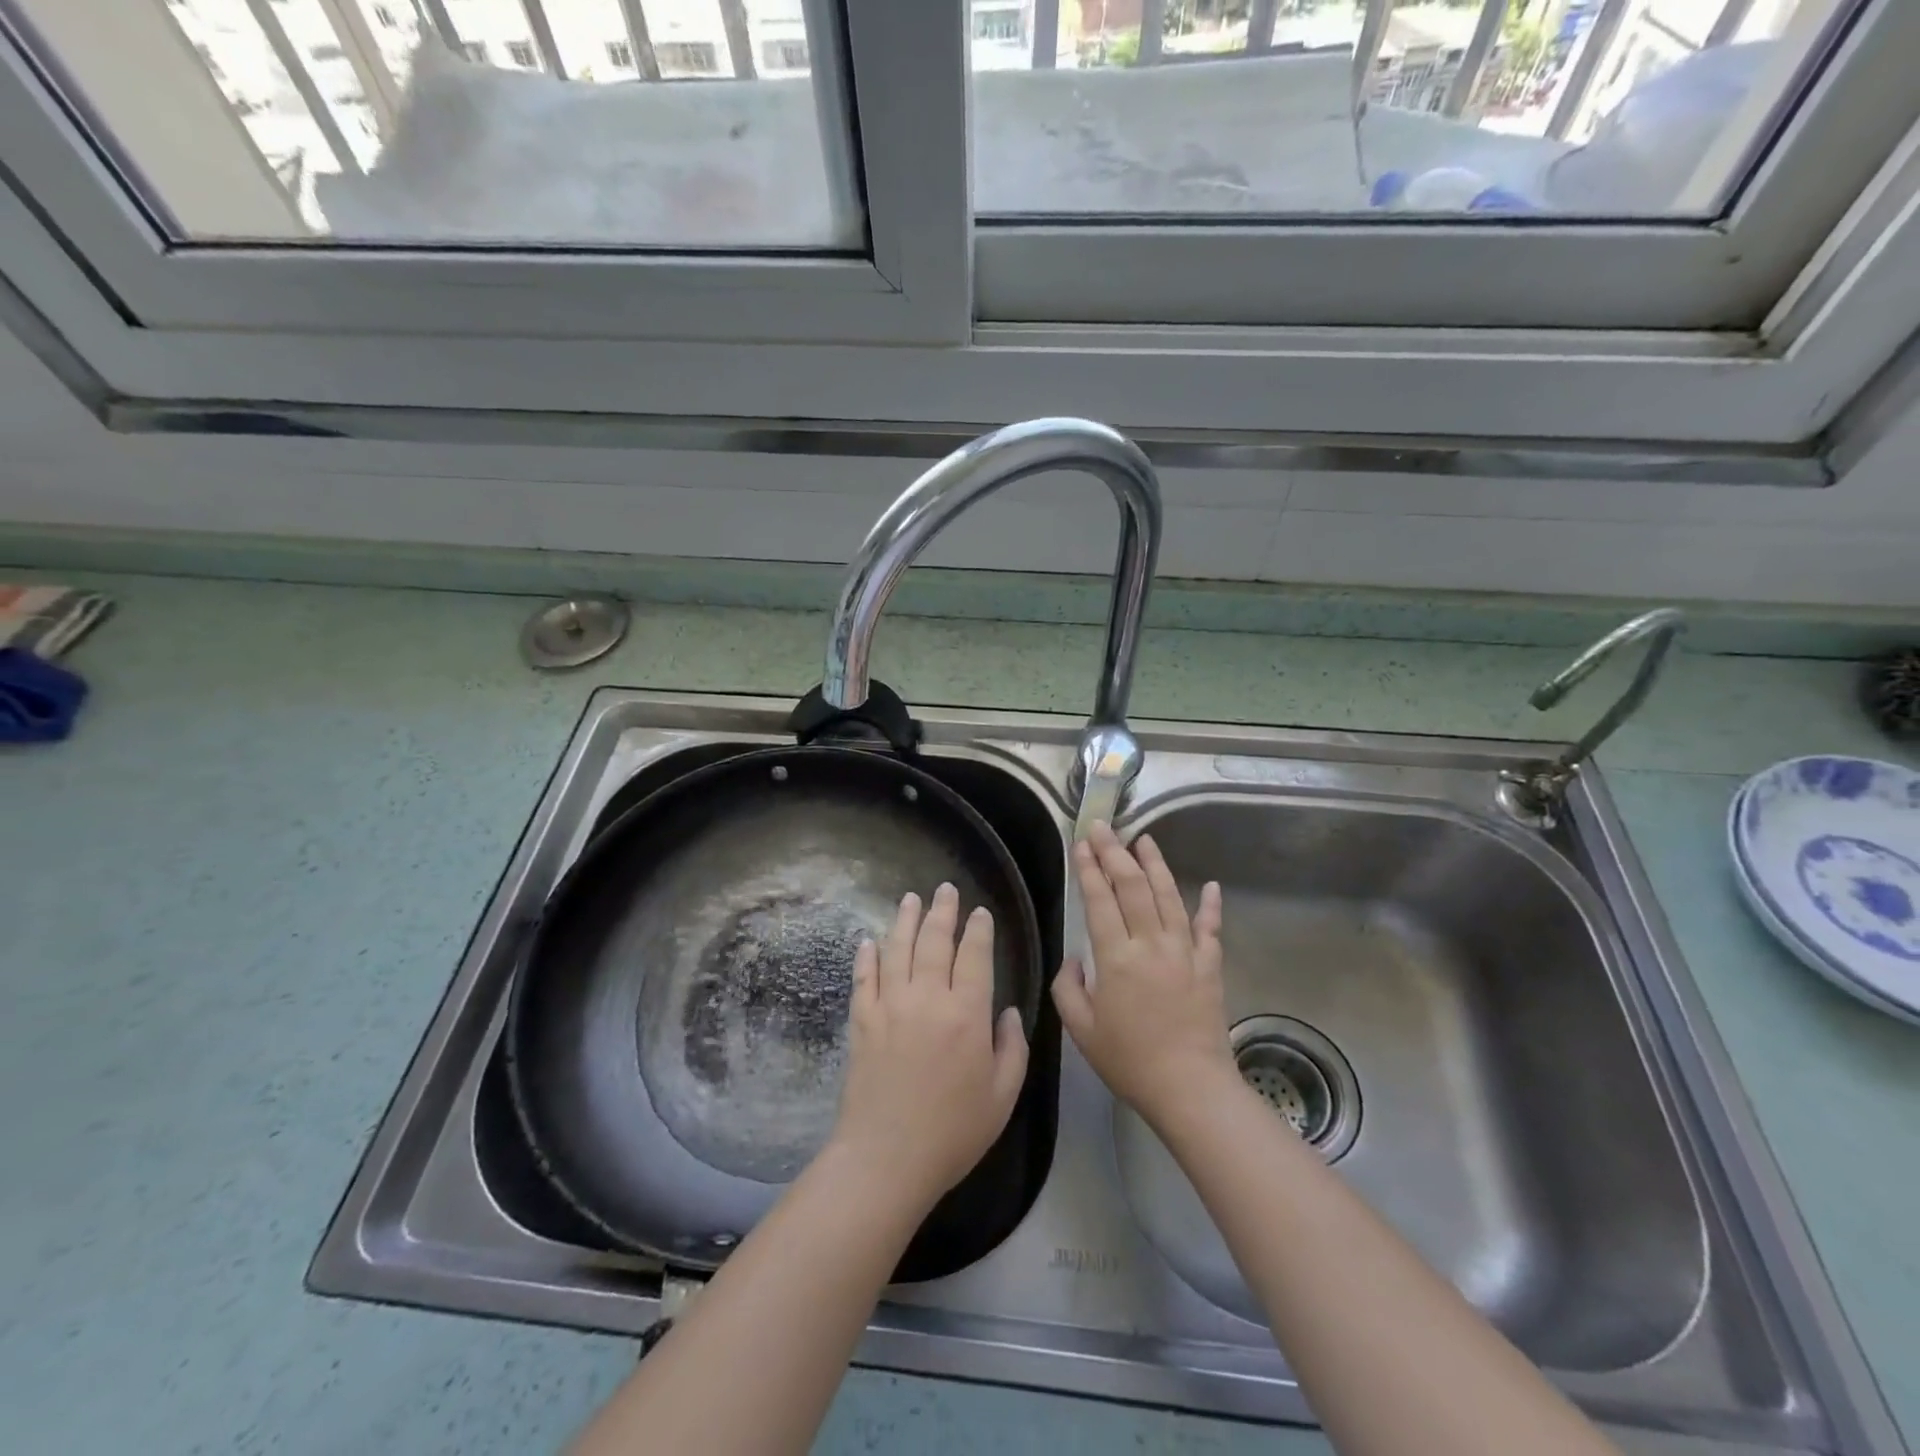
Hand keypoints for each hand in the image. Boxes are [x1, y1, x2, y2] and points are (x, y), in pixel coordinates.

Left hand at [828, 883, 1028, 1214]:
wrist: (887, 1158)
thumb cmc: (953, 1132)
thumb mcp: (1002, 1096)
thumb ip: (1012, 1048)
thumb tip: (1006, 1012)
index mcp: (966, 1014)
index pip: (974, 956)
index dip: (978, 930)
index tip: (980, 912)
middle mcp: (927, 999)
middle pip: (934, 941)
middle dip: (942, 912)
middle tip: (945, 889)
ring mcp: (889, 1006)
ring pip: (897, 949)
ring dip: (905, 920)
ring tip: (911, 898)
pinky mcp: (862, 1021)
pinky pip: (864, 977)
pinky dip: (868, 955)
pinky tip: (870, 940)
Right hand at [1053, 822, 1232, 1128]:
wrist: (1190, 1088)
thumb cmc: (1129, 1060)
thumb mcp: (1081, 1030)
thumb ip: (1069, 988)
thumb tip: (1076, 959)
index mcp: (1116, 957)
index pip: (1100, 900)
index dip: (1089, 869)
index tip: (1081, 844)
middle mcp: (1151, 943)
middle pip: (1133, 887)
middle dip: (1115, 853)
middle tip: (1104, 828)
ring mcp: (1185, 952)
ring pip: (1169, 897)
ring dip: (1156, 865)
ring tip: (1144, 839)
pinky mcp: (1209, 966)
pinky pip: (1210, 929)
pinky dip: (1210, 906)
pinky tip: (1211, 885)